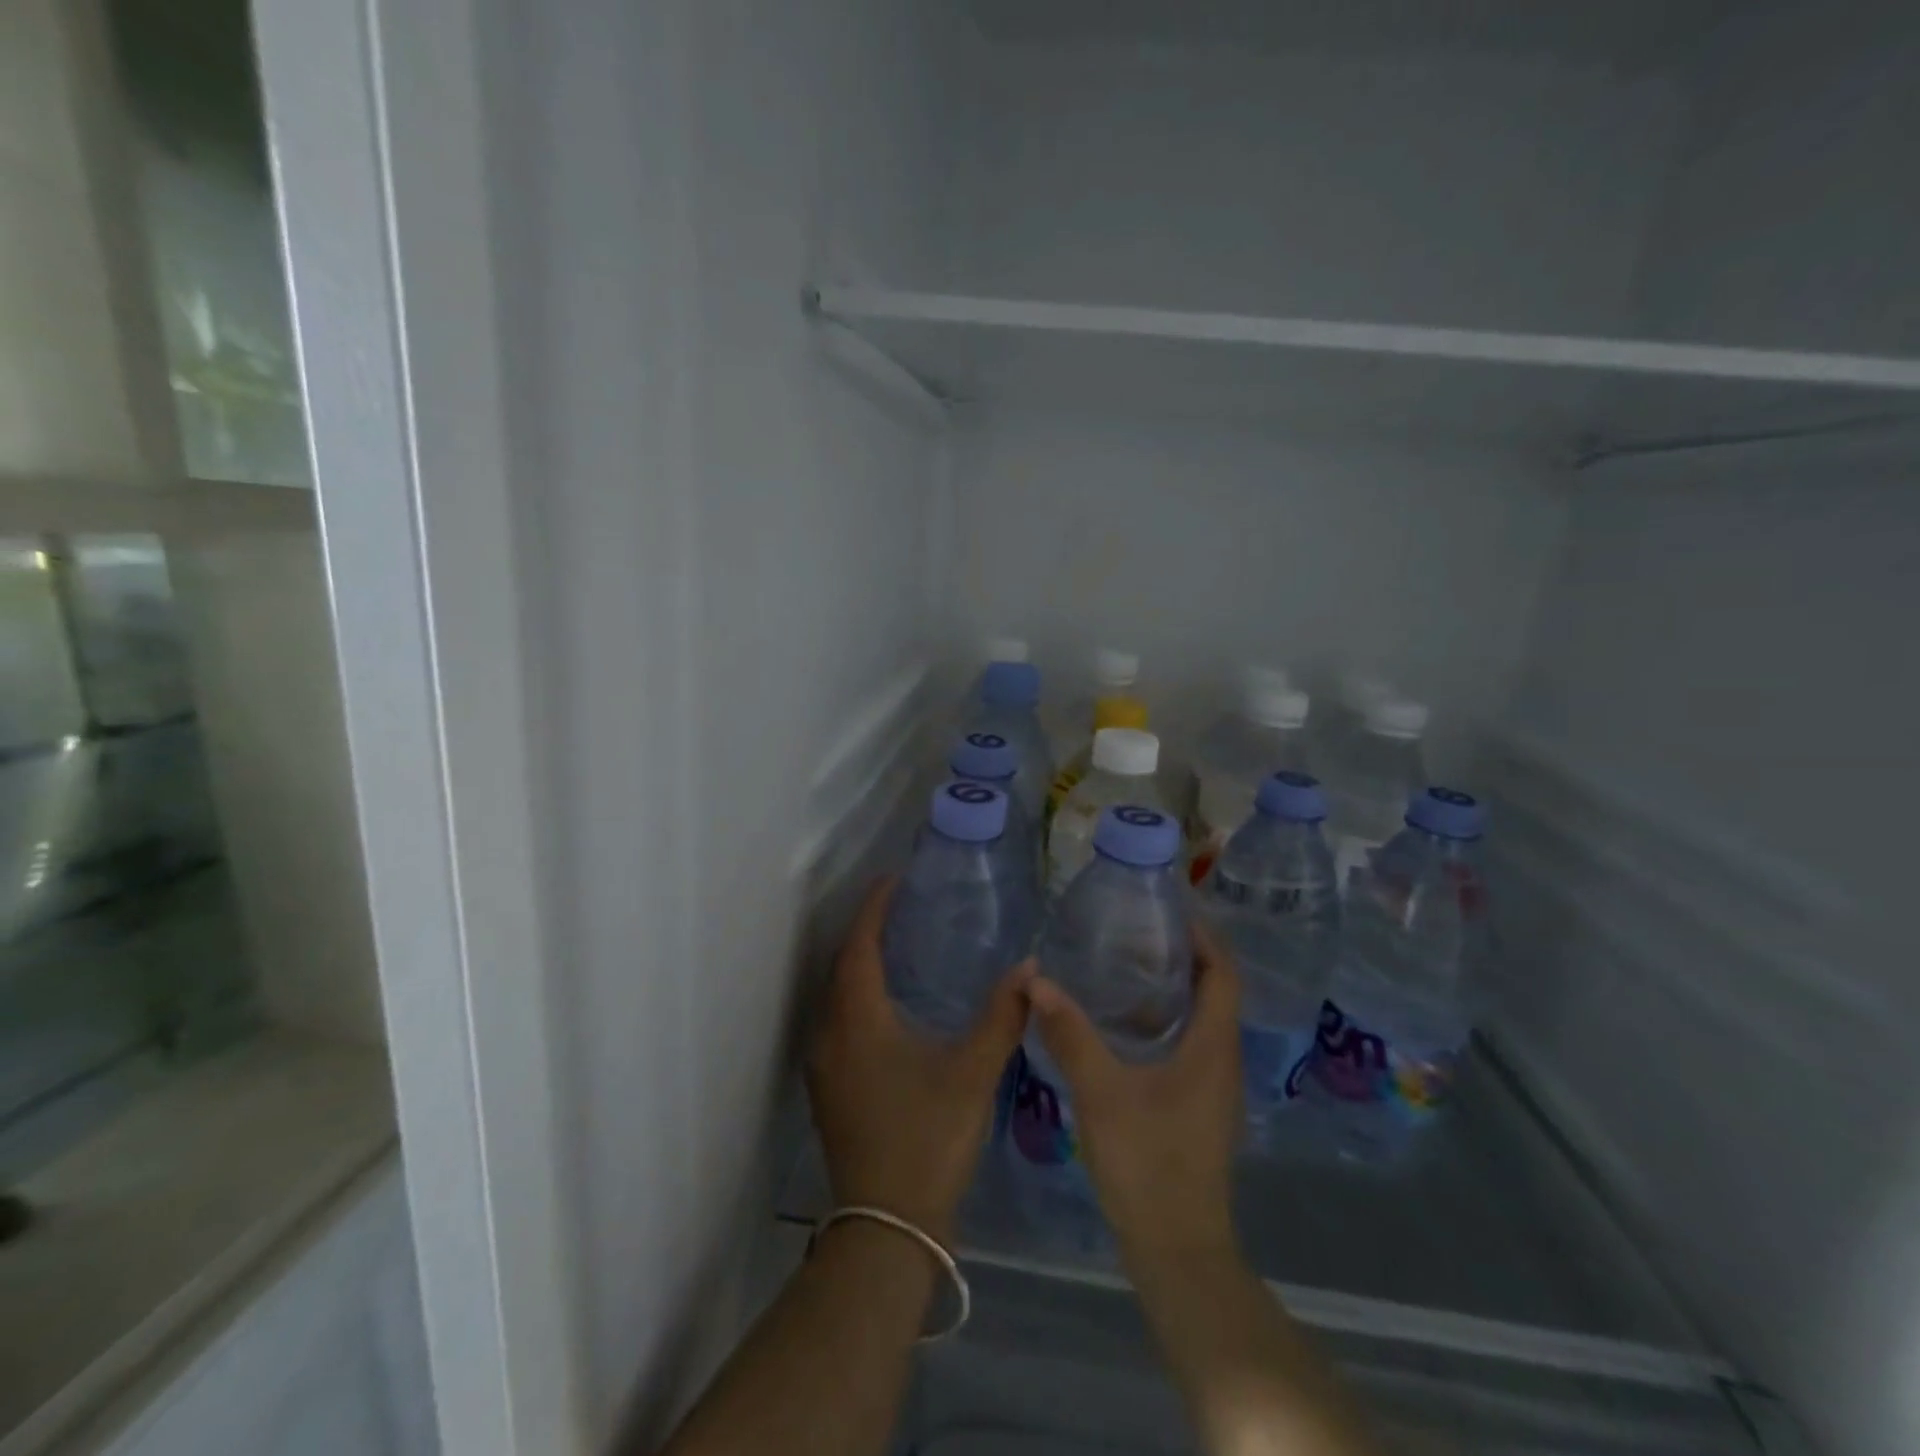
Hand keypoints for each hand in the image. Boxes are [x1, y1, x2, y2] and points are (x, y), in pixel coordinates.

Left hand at [807, 877, 1030, 1241]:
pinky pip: (837, 1020)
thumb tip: (1030, 968)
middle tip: (901, 907)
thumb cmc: (928, 1140)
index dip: (874, 908)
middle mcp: (831, 1033)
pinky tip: (888, 1006)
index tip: (893, 878)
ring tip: (898, 946)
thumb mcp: (972, 1073)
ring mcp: (824, 1064)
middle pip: (842, 965)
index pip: (860, 945)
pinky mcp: (828, 1088)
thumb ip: (1002, 1016)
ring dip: (859, 964)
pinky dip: (857, 996)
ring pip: (836, 995)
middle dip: (867, 931)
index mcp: (858, 1019)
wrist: (886, 1228)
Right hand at [1026, 922, 1242, 1268]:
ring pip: (1201, 1019)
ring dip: (1173, 988)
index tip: (1169, 909)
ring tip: (1125, 965)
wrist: (1177, 1252)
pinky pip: (1190, 1044)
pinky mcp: (1198, 1107)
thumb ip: (1070, 1034)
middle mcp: (1223, 1060)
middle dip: (1184, 955)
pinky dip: (1165, 1020)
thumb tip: (1036, 980)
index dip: (1204, 936)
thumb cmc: (1148, 1165)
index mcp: (1213, 1047)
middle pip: (1215, 991)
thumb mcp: (1101, 1093)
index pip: (1223, 973)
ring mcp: (1213, 1087)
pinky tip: (1122, 1025)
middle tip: (1137, 930)